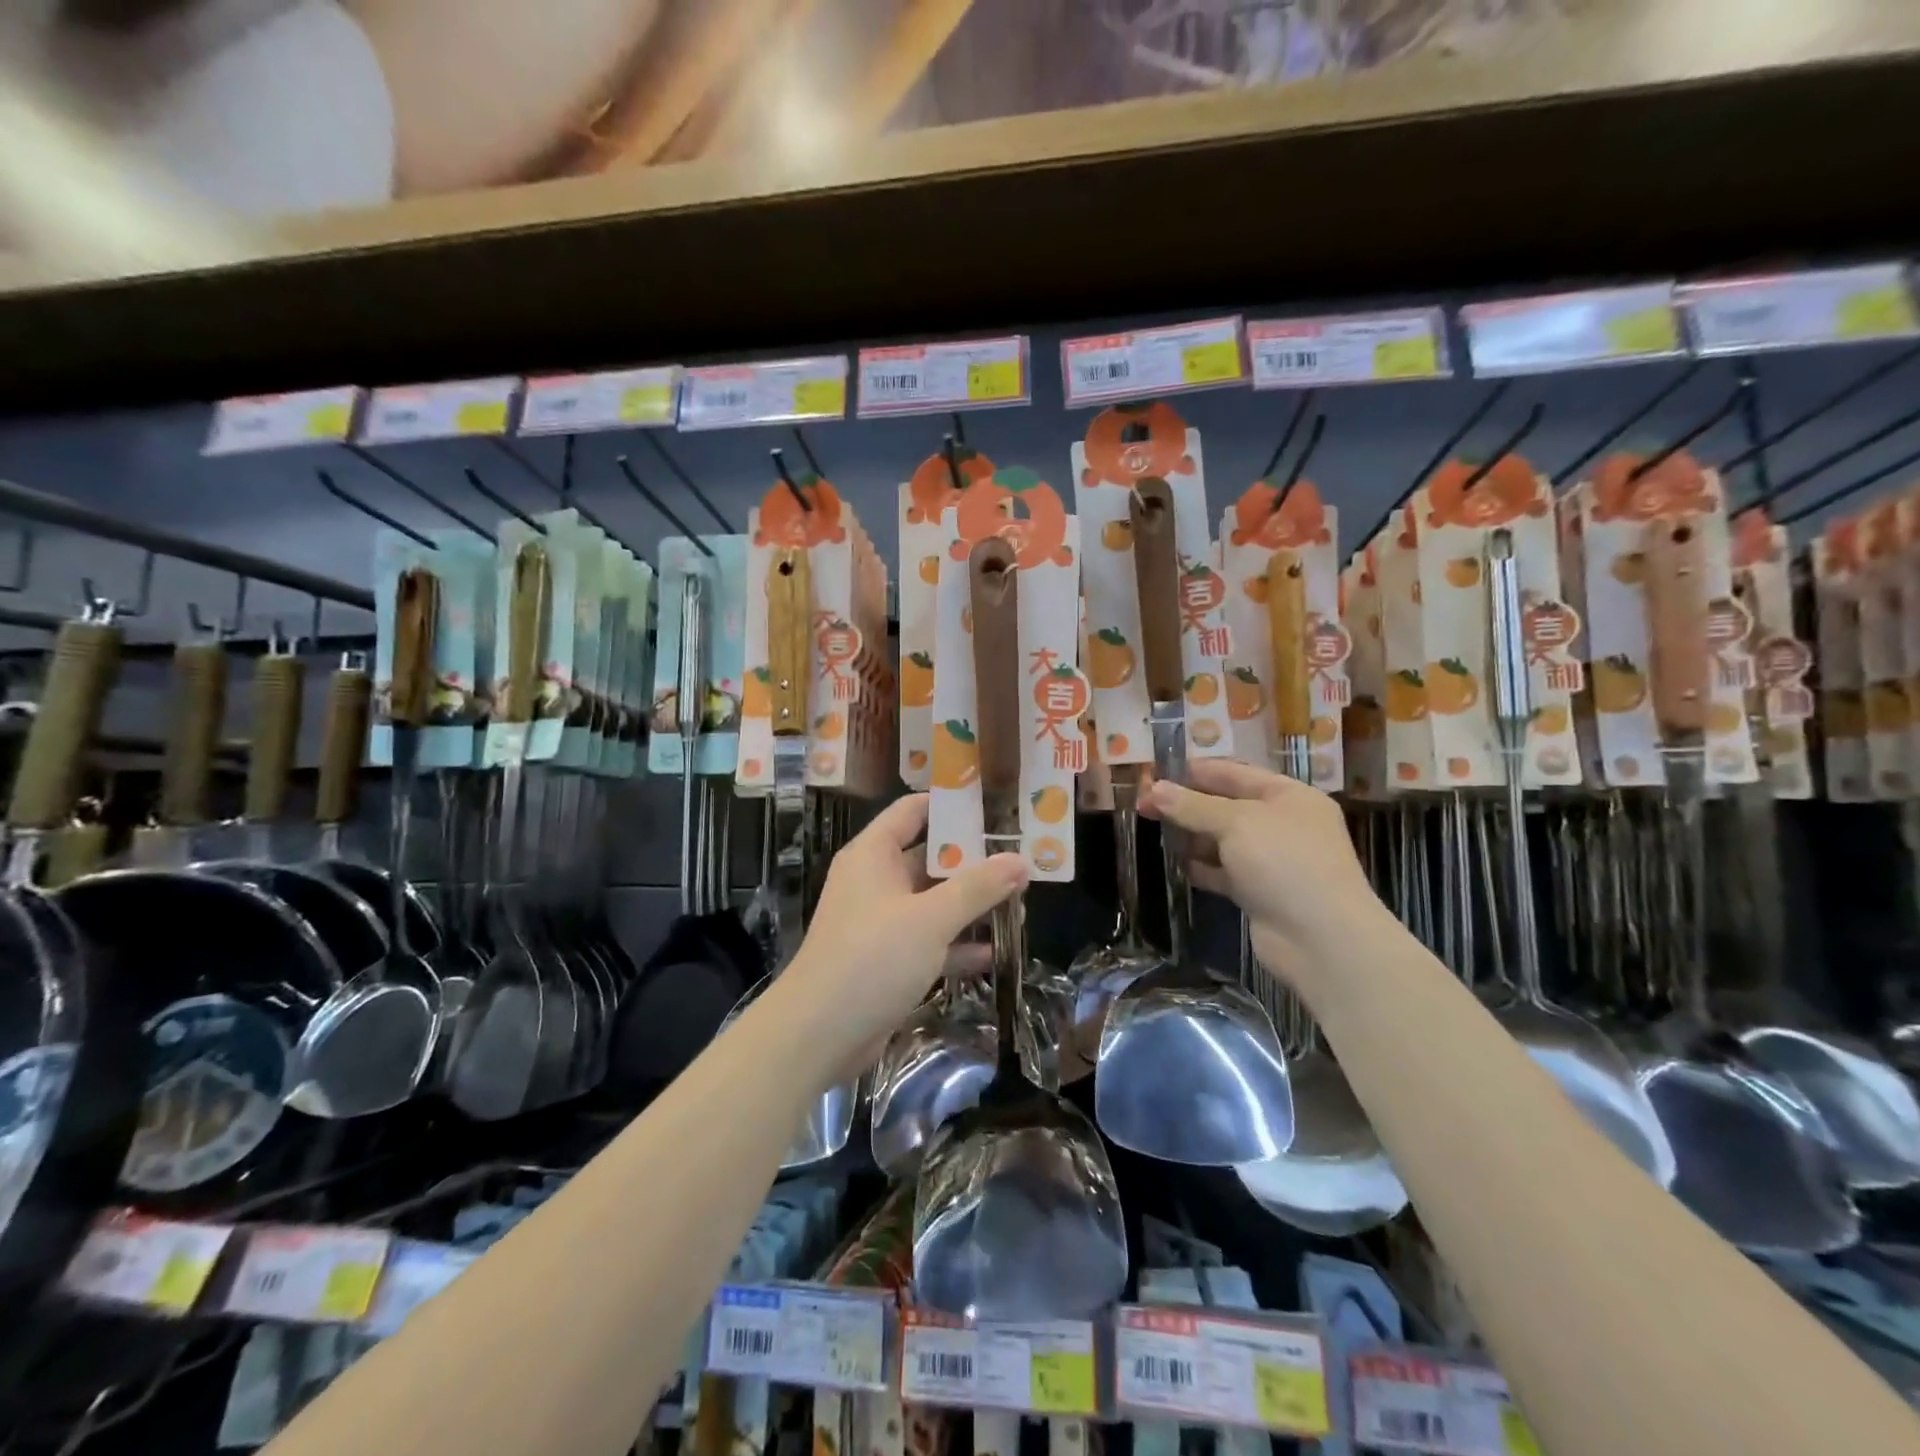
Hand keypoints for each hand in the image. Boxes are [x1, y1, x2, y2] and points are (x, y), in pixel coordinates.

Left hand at [773, 794, 1026, 1076]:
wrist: (819, 1034)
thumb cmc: (873, 958)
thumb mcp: (932, 918)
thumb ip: (978, 887)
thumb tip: (1020, 861)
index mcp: (874, 854)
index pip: (913, 811)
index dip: (951, 805)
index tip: (995, 806)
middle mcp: (876, 881)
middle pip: (930, 858)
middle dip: (974, 862)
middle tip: (1021, 861)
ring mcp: (881, 922)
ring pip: (934, 902)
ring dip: (971, 906)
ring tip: (1020, 906)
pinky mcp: (887, 960)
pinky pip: (929, 941)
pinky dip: (957, 945)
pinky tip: (993, 954)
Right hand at [1142, 759, 1386, 993]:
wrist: (1321, 939)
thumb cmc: (1284, 863)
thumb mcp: (1236, 822)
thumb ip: (1193, 806)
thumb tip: (1154, 789)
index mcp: (1289, 796)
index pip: (1236, 773)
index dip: (1196, 771)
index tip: (1155, 773)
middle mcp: (1283, 824)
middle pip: (1227, 806)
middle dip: (1188, 804)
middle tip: (1144, 804)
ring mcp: (1272, 861)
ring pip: (1223, 840)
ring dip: (1191, 836)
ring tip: (1153, 831)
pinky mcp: (1260, 893)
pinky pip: (1223, 871)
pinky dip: (1201, 867)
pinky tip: (1176, 865)